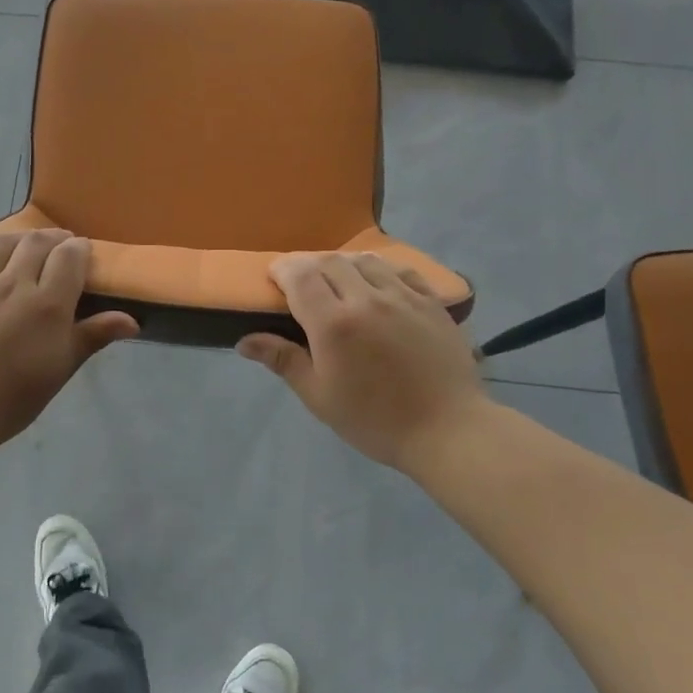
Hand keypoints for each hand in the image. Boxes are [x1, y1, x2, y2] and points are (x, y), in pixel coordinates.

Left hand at [0, 230, 138, 455]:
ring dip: (19, 239)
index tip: (83, 253)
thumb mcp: (60, 369)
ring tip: (26, 244)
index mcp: (46, 304)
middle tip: (60, 245)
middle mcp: (12, 284)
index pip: (69, 257)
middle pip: (36, 243)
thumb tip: (133, 320)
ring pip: (1, 244)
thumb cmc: (12, 398)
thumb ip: (93, 336)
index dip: (79, 249)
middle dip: (53, 239)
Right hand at [237, 253, 489, 475]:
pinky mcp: (431, 302)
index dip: (282, 270)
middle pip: (329, 262)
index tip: (273, 278)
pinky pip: (399, 270)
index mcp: (333, 324)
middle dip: (308, 265)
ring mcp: (402, 296)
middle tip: (300, 283)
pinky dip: (379, 269)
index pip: (299, 276)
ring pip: (364, 261)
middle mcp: (366, 299)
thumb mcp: (320, 397)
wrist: (447, 430)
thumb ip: (284, 360)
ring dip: (342, 264)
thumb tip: (244, 340)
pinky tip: (377, 284)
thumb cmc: (375, 420)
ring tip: (336, 281)